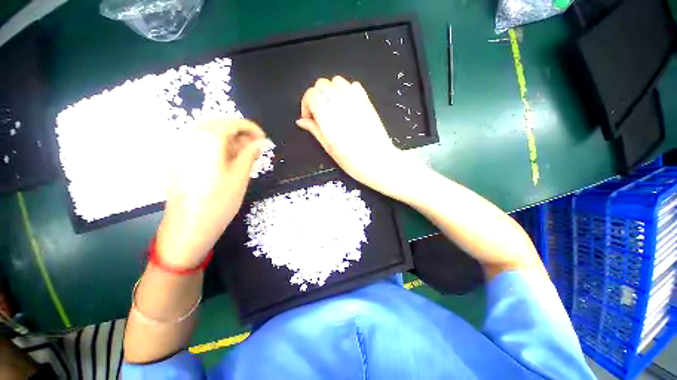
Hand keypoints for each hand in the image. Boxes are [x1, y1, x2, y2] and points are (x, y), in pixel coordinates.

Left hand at [156, 119, 267, 268]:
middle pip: (220, 125)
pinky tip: (226, 159)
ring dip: (228, 139)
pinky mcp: (177, 157)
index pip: (233, 124)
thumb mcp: (240, 174)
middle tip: (255, 147)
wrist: (189, 225)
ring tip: (243, 154)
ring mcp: (180, 146)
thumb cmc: (220, 200)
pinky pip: (199, 142)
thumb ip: (250, 153)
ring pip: (209, 132)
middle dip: (240, 133)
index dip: (252, 129)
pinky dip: (216, 145)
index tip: (264, 139)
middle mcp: (190, 136)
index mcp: (208, 139)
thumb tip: (262, 142)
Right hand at [296, 76, 416, 199]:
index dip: (306, 105)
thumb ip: (315, 130)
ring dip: (330, 91)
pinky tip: (346, 105)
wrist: (379, 162)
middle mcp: (341, 104)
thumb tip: (301, 121)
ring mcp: (356, 100)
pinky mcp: (367, 102)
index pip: (311, 95)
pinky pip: (353, 85)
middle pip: (322, 84)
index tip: (309, 119)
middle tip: (319, 114)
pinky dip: (346, 90)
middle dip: (316, 97)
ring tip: (332, 108)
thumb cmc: (353, 161)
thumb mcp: (329, 149)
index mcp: (329, 117)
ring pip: (337, 81)